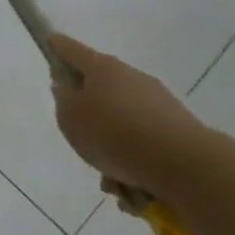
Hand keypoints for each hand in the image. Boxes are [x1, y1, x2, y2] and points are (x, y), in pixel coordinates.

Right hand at [50, 32, 212, 198]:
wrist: (184, 164)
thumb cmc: (114, 134)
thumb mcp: (70, 118)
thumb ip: (63, 100)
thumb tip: (69, 88)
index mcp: (102, 67)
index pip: (71, 49)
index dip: (57, 47)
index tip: (50, 43)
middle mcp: (131, 77)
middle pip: (100, 87)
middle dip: (88, 113)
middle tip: (80, 137)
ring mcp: (158, 102)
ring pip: (122, 121)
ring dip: (112, 145)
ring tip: (110, 181)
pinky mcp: (178, 129)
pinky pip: (145, 143)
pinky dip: (135, 162)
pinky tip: (133, 191)